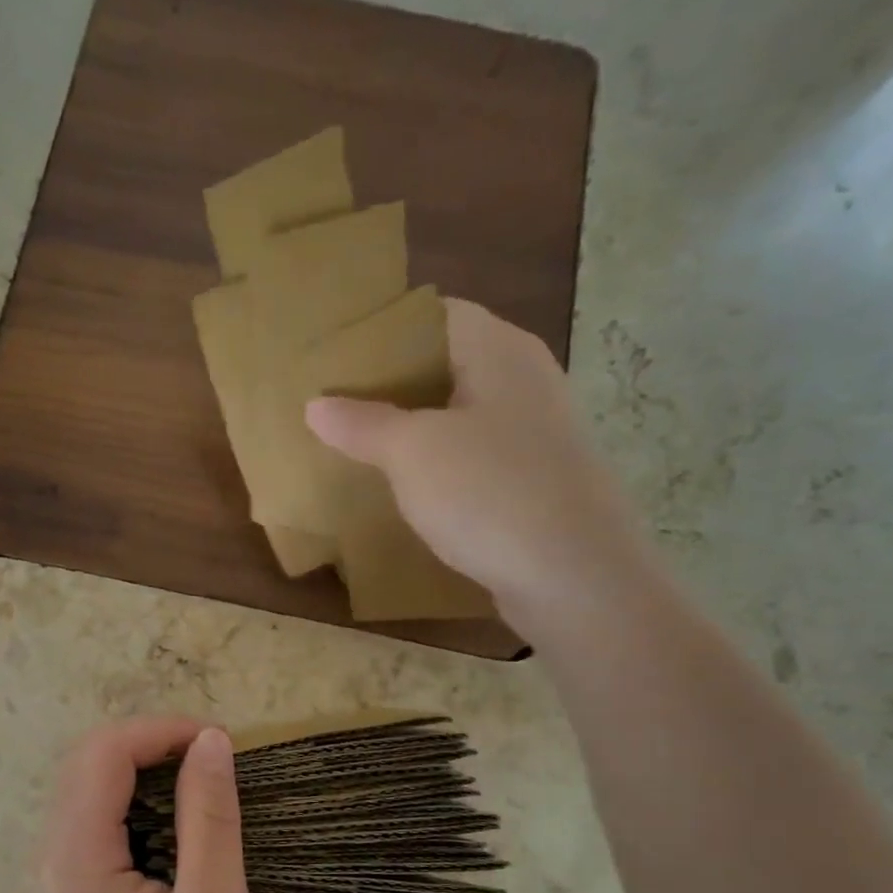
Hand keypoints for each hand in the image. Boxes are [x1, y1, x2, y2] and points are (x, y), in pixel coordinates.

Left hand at [37, 718, 252, 892]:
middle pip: (86, 765)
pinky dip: (130, 807)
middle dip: (149, 746)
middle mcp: (47, 859)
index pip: (104, 753)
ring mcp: (48, 882)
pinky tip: (171, 833)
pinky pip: (89, 827)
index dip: (160, 732)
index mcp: (75, 857)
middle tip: (210, 763)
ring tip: (199, 790)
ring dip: (140, 775)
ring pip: (85, 792)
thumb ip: (210, 819)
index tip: (217, 744)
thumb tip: (211, 742)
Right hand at [306, 297, 652, 634]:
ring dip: (412, 429)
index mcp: (500, 351)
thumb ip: (363, 424)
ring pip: (459, 416)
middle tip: (335, 404)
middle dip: (390, 384)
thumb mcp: (413, 453)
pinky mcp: (534, 481)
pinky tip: (405, 489)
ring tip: (358, 445)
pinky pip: (474, 458)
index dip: (384, 330)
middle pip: (446, 365)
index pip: (435, 315)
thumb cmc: (491, 494)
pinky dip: (437, 466)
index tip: (336, 355)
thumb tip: (316, 405)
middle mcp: (524, 381)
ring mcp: (535, 434)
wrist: (576, 578)